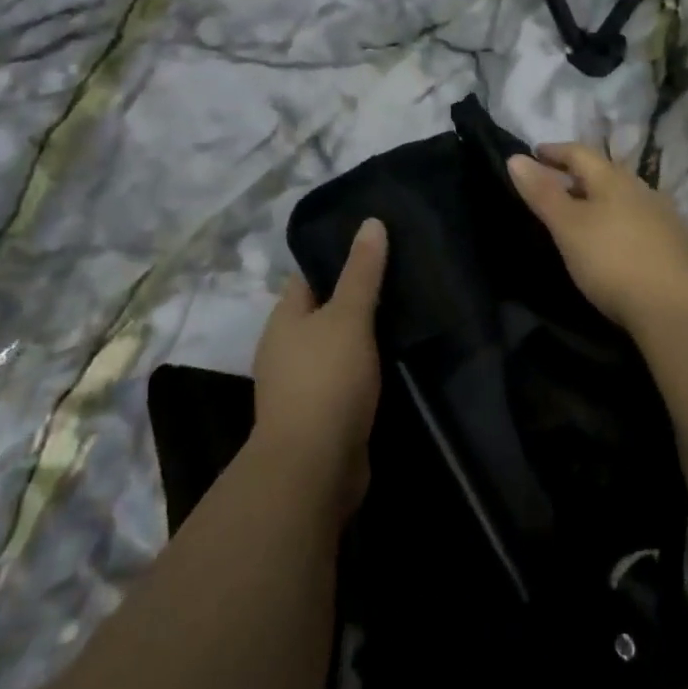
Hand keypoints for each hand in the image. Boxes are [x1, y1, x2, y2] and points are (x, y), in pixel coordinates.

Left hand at [250, 218, 388, 516]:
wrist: (313, 467)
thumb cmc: (327, 380)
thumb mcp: (349, 316)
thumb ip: (362, 272)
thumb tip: (370, 222)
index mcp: (284, 319)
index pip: (308, 277)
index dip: (337, 261)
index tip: (374, 250)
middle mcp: (285, 349)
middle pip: (322, 313)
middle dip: (354, 299)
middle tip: (399, 280)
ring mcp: (300, 385)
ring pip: (335, 348)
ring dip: (361, 338)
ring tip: (403, 316)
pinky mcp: (319, 415)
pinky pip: (343, 380)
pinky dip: (363, 370)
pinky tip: (392, 363)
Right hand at [507, 144, 687, 333]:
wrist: (676, 307)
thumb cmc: (612, 260)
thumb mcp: (568, 226)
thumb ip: (542, 193)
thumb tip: (515, 157)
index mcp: (613, 179)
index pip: (579, 153)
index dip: (554, 151)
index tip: (534, 153)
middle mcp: (641, 190)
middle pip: (604, 173)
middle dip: (577, 175)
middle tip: (553, 185)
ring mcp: (662, 217)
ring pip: (623, 198)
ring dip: (599, 200)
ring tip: (580, 214)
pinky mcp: (674, 245)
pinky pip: (637, 221)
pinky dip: (617, 222)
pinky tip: (612, 240)